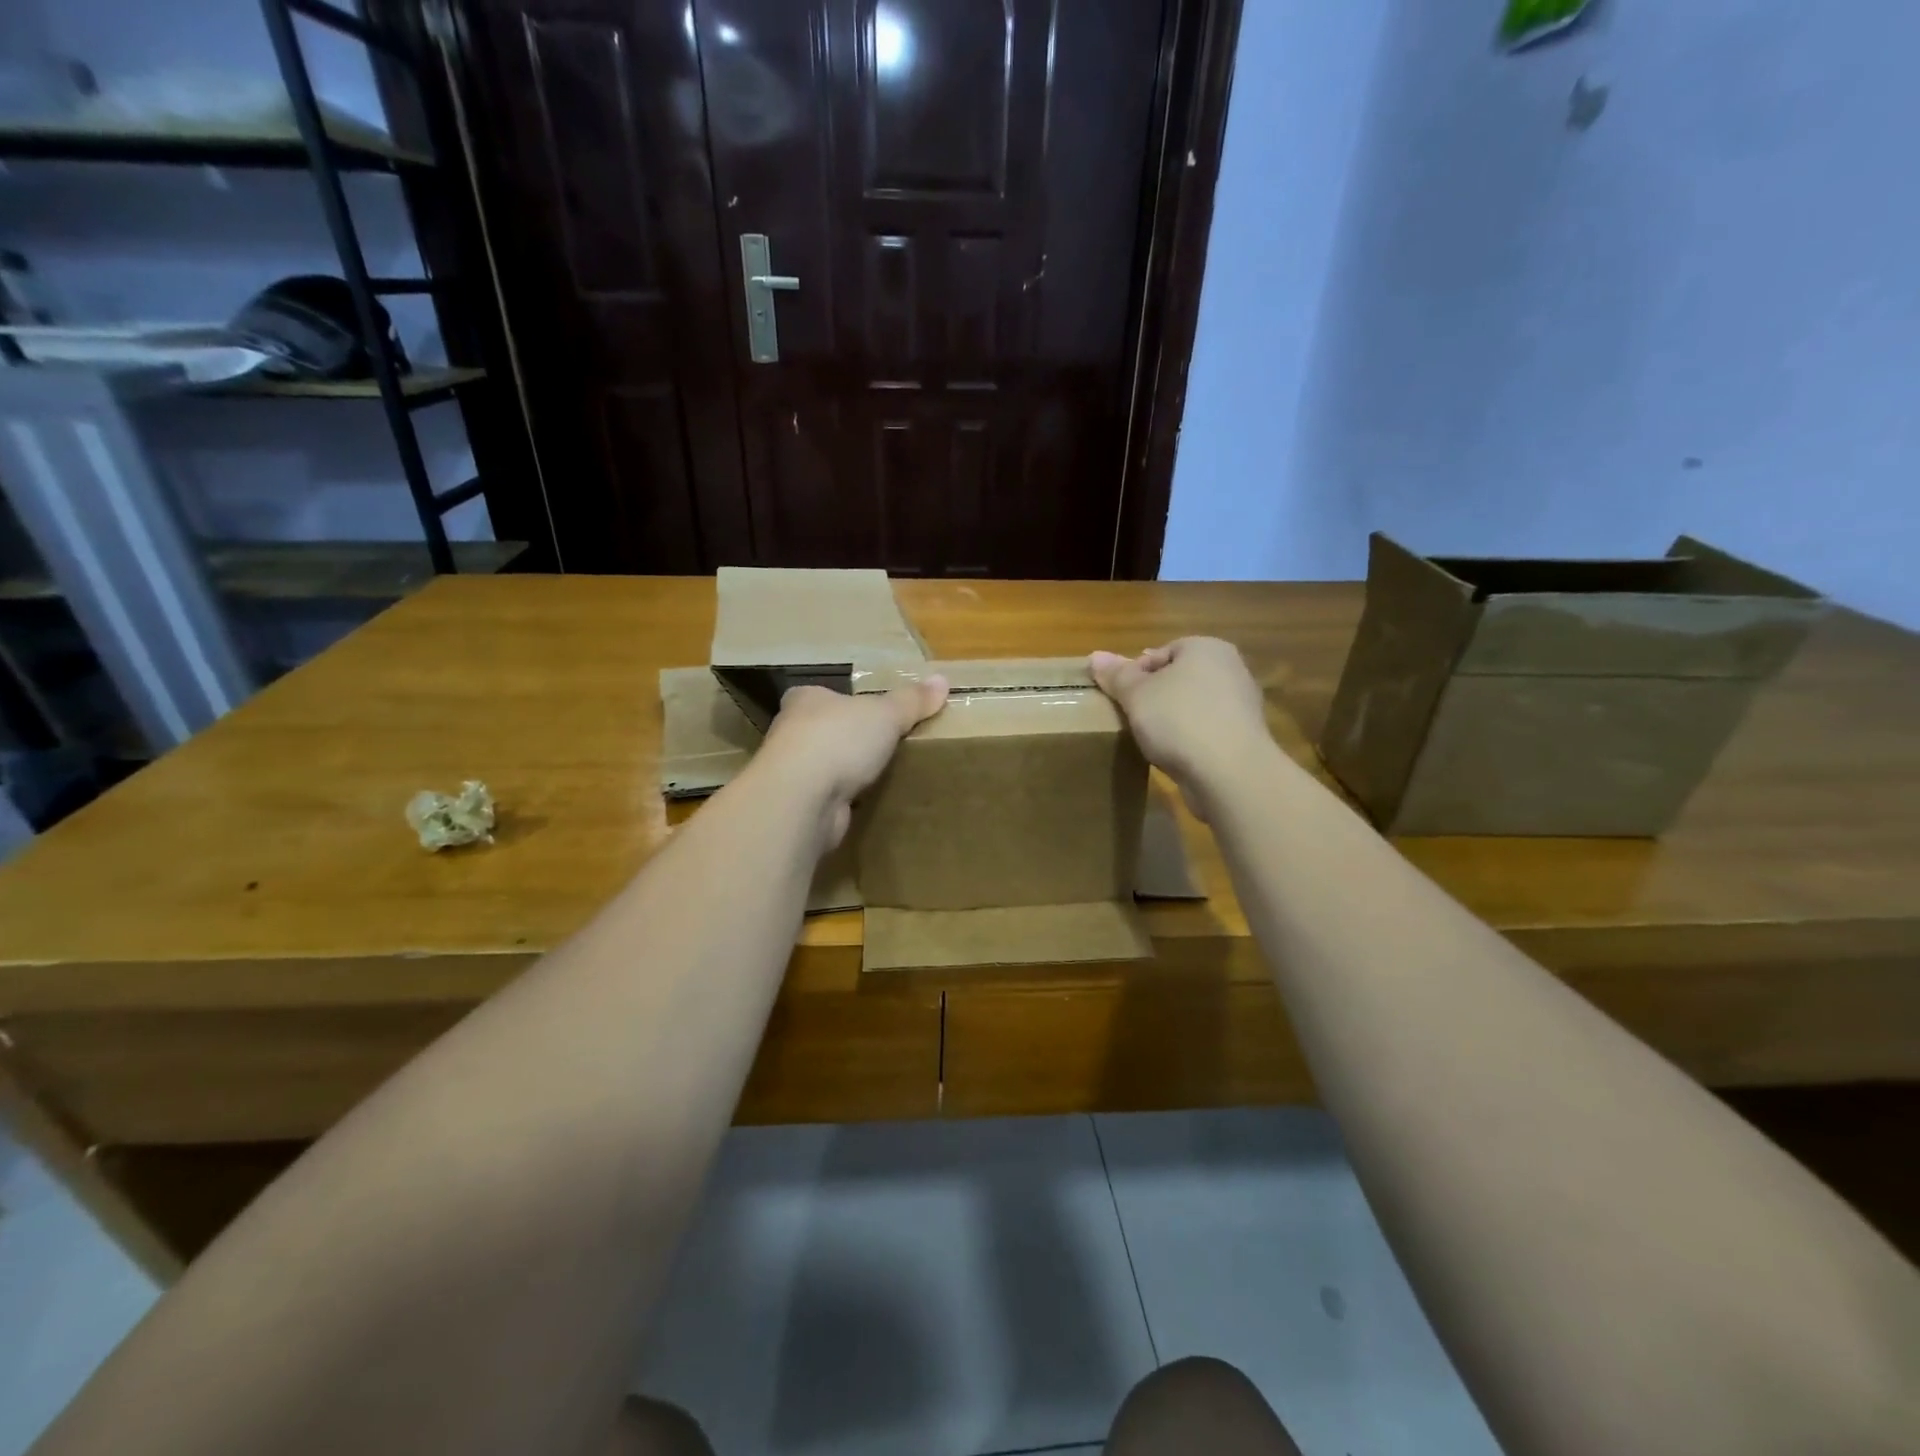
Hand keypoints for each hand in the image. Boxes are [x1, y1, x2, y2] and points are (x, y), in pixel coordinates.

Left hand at [755, 677, 948, 848]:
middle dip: (847, 739)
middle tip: (882, 745)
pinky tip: (866, 804)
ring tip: (879, 776)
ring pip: (823, 766)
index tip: (865, 712)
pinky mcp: (797, 805)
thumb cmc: (840, 740)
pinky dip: (843, 800)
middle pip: (821, 731)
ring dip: (844, 772)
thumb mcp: (886, 713)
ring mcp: (791, 772)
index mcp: (806, 700)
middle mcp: (790, 732)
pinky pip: (826, 798)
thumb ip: (912, 700)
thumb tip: (942, 680)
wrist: (802, 797)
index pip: (819, 695)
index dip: (841, 702)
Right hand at [1089, 638, 1270, 813]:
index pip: (1161, 652)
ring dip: (1171, 720)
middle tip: (1132, 717)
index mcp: (1206, 648)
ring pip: (1193, 705)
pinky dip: (1189, 739)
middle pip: (1178, 678)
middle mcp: (1230, 669)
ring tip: (1149, 739)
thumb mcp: (1136, 695)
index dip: (1135, 673)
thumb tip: (1095, 656)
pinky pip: (1206, 730)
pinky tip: (1174, 755)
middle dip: (1154, 696)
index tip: (1120, 698)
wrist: (1229, 772)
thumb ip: (1116, 675)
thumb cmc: (1179, 720)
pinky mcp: (1244, 737)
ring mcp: (1242, 704)